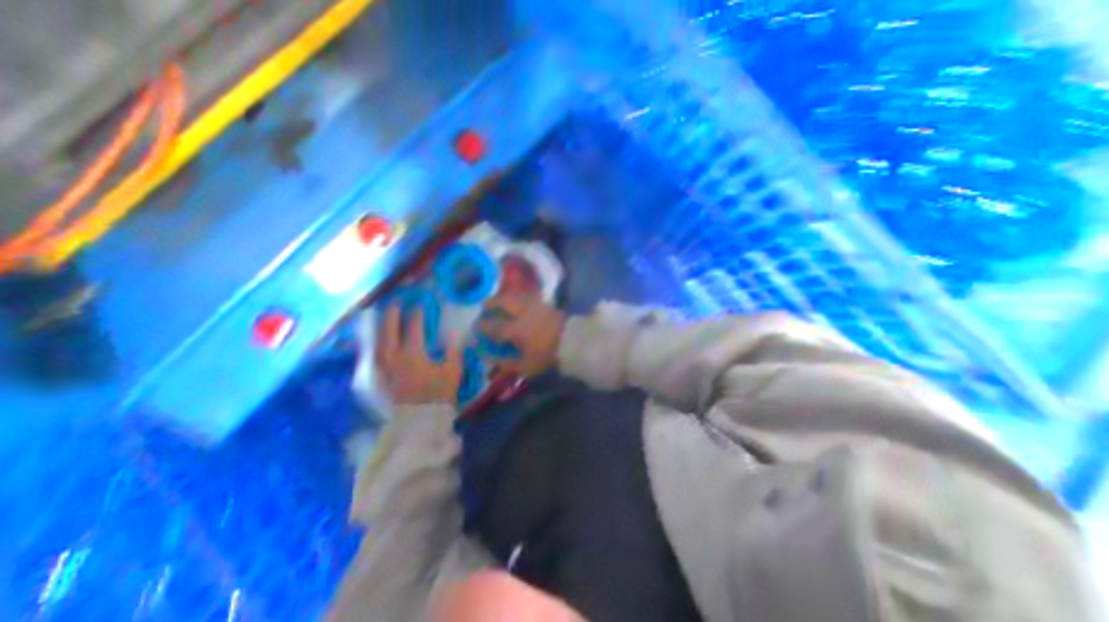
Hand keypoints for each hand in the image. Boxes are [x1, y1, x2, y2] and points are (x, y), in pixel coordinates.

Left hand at [371, 305, 459, 403]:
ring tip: (382, 318)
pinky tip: (377, 342)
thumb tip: (454, 332)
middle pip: (389, 332)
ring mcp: (385, 369)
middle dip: (392, 316)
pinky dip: (375, 345)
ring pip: (378, 343)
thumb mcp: (452, 371)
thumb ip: (453, 350)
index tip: (420, 303)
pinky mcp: (381, 378)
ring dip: (380, 328)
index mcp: (413, 354)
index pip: (414, 328)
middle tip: (394, 303)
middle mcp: (394, 358)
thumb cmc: (439, 394)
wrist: (421, 420)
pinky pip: (374, 356)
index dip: (417, 314)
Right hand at [480, 291, 562, 379]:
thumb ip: (503, 363)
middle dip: (491, 303)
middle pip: (503, 301)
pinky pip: (527, 295)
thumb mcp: (525, 366)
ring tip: (499, 301)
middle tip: (485, 307)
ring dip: (504, 296)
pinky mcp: (545, 302)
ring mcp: (535, 305)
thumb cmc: (548, 356)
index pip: (493, 325)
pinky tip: (518, 301)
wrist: (575, 343)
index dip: (482, 326)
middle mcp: (523, 312)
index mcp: (516, 329)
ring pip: (515, 294)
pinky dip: (518, 296)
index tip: (476, 328)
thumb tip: (486, 357)